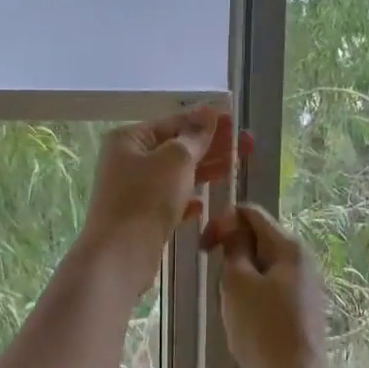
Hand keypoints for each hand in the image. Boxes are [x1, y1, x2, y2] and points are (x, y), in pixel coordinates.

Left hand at [81, 107, 240, 272]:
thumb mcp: (176, 159)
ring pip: (176, 176)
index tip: (236, 120)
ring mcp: (133, 191)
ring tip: (236, 168)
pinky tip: (204, 205)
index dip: (207, 121)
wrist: (120, 255)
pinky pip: (169, 202)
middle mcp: (128, 162)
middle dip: (212, 146)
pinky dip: (187, 200)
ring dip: (205, 171)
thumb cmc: (146, 198)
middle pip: (176, 148)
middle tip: (248, 145)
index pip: (174, 122)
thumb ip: (195, 136)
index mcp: (129, 140)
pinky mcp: (141, 218)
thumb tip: (208, 111)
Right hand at [200, 203, 332, 367]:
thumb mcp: (237, 282)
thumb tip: (232, 224)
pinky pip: (269, 289)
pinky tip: (245, 322)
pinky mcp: (300, 309)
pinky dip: (252, 297)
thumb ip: (234, 246)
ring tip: (232, 308)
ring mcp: (304, 286)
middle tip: (219, 285)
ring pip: (261, 267)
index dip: (222, 223)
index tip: (202, 249)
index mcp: (289, 247)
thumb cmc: (261, 329)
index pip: (250, 213)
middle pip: (257, 239)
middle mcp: (302, 260)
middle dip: (231, 254)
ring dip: (239, 279)